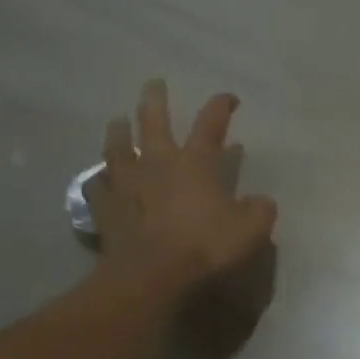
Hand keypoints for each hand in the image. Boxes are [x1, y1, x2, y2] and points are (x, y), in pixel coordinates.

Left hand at [84, 80, 278, 288]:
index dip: (220, 107)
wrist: (151, 275)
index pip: (210, 125)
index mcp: (196, 163)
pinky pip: (98, 185)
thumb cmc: (205, 247)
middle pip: (153, 122)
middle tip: (154, 84)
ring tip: (117, 121)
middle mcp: (158, 163)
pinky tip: (99, 177)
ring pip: (118, 147)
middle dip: (156, 100)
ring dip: (119, 131)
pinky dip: (99, 178)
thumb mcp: (251, 231)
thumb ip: (260, 211)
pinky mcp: (106, 208)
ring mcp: (127, 183)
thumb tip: (261, 201)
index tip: (228, 97)